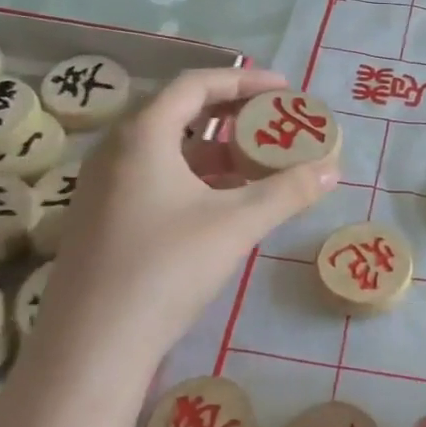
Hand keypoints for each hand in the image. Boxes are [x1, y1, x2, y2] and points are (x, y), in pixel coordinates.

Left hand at [28, 69, 337, 383]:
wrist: (92, 346)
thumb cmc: (165, 268)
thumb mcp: (236, 225)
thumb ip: (287, 192)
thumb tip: (332, 169)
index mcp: (143, 135)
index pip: (196, 84)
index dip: (245, 80)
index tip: (284, 89)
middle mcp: (117, 150)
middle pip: (180, 112)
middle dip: (233, 114)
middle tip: (274, 123)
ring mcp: (103, 186)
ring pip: (168, 149)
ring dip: (215, 150)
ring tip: (258, 163)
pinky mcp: (102, 219)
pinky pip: (155, 178)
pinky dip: (194, 178)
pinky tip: (224, 203)